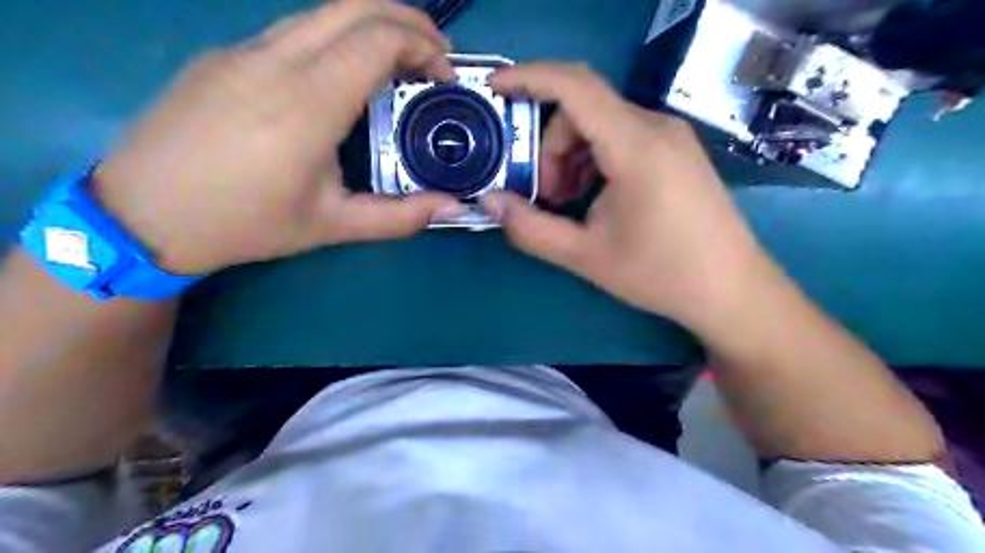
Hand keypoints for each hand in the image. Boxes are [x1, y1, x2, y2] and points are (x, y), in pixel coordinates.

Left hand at [94, 0, 462, 274]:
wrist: (143, 214)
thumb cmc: (244, 222)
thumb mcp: (330, 226)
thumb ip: (398, 217)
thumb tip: (451, 208)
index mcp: (307, 103)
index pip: (377, 40)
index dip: (423, 47)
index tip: (445, 76)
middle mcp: (275, 61)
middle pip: (354, 6)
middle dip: (407, 21)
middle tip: (435, 56)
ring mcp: (243, 51)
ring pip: (321, 12)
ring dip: (371, 26)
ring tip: (398, 63)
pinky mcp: (224, 55)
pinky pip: (293, 30)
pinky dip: (337, 38)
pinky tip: (343, 77)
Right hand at [482, 64, 772, 333]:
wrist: (731, 290)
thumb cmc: (660, 274)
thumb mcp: (585, 256)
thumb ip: (530, 228)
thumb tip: (488, 203)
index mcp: (636, 146)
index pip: (574, 86)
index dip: (528, 78)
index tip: (494, 90)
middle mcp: (656, 127)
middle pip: (583, 110)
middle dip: (550, 147)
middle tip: (545, 196)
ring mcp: (671, 137)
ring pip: (601, 123)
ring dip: (571, 156)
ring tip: (569, 202)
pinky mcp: (676, 151)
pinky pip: (622, 137)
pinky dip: (595, 159)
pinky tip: (595, 197)